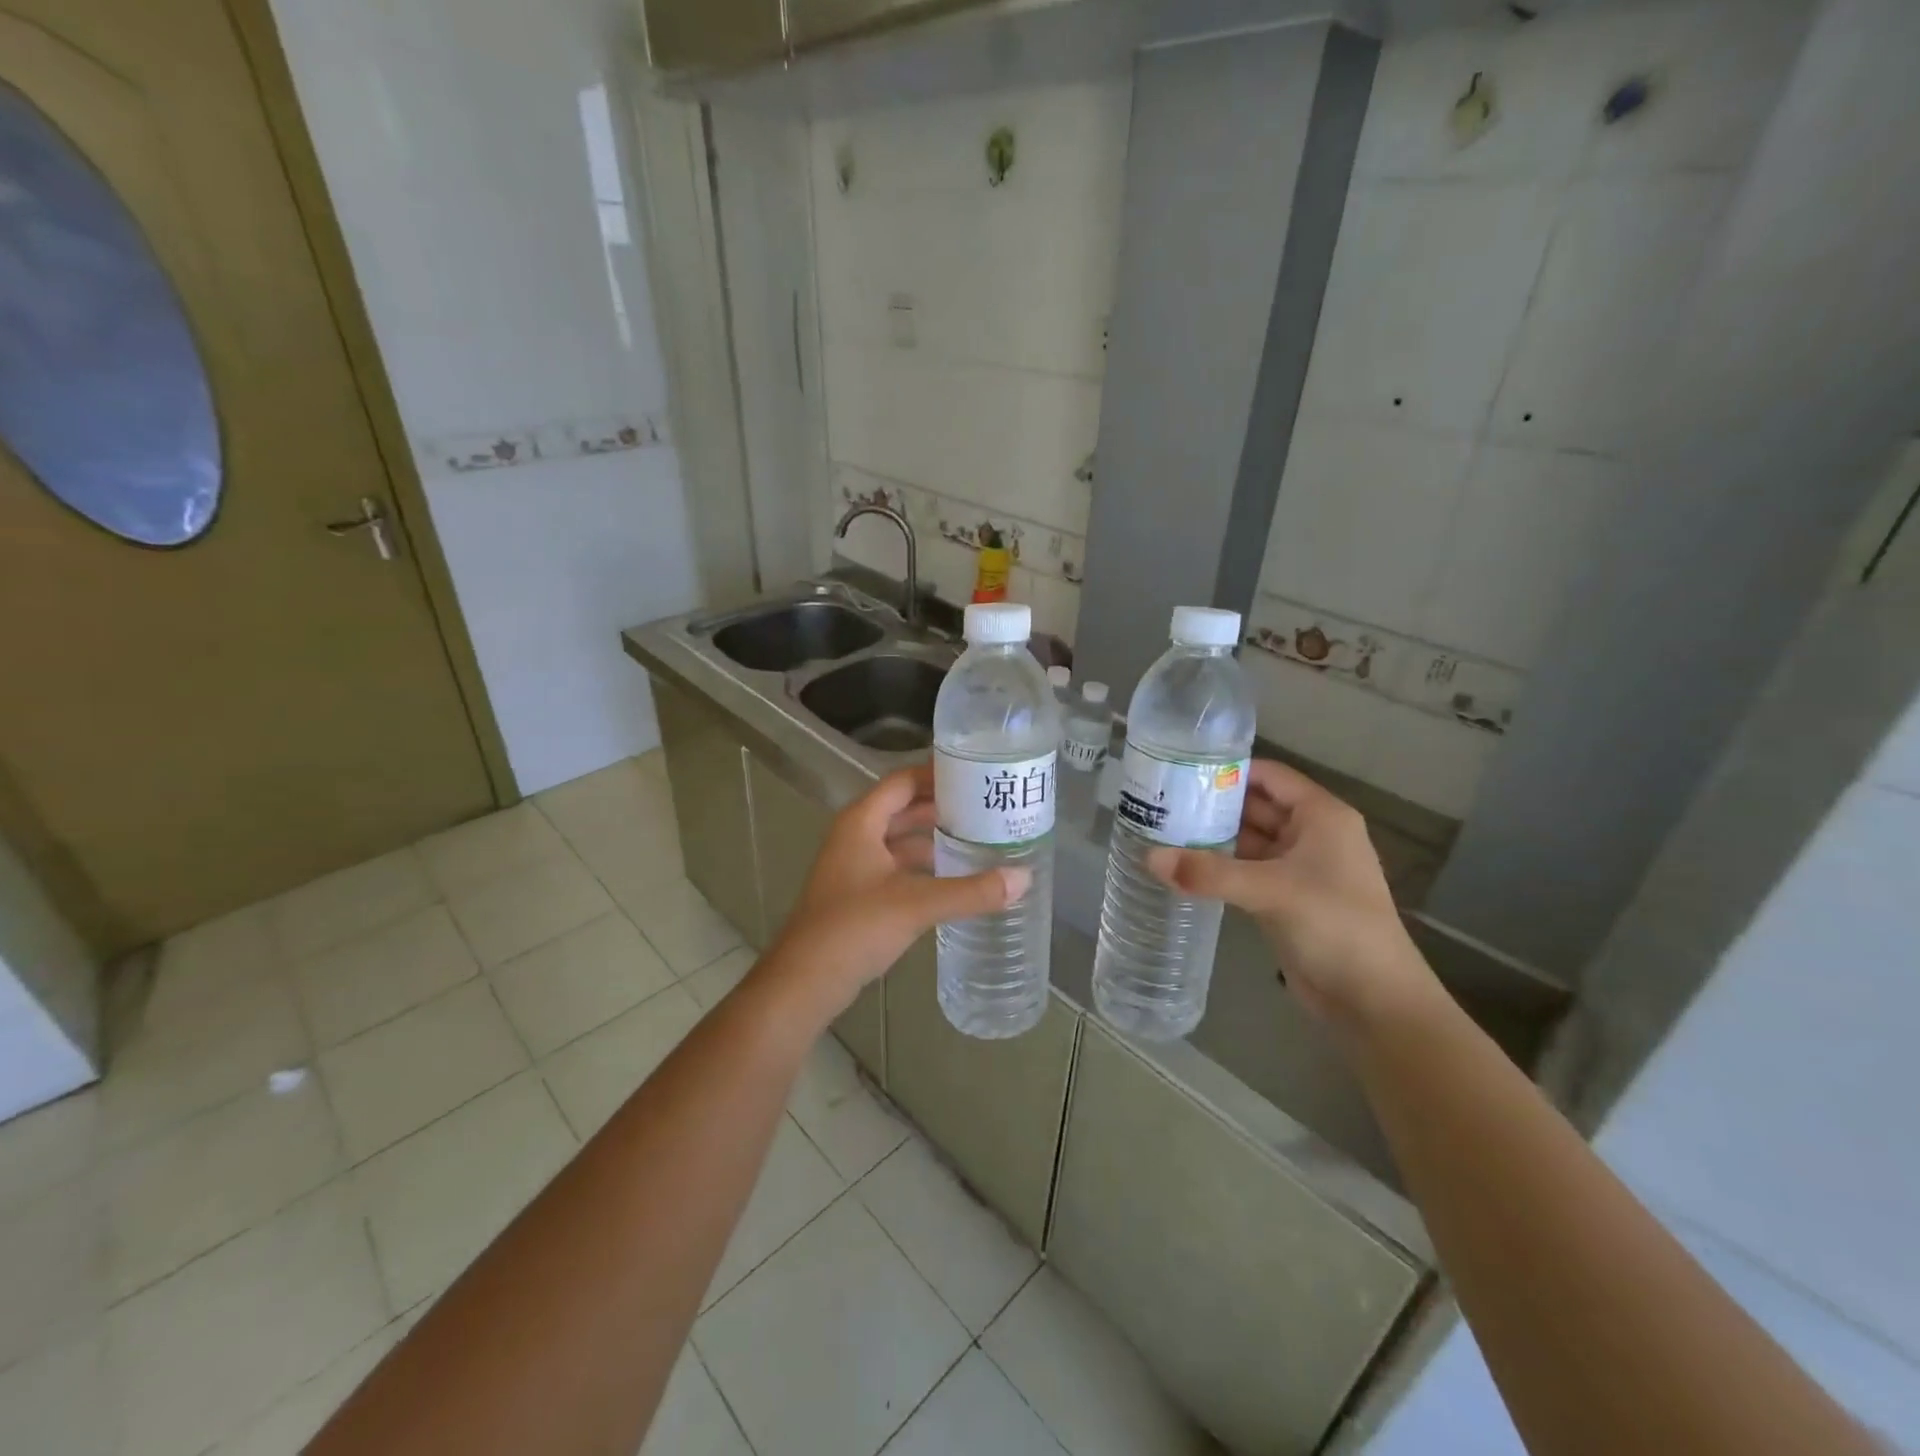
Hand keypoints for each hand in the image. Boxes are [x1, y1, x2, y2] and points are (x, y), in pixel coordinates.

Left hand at [767, 766, 1029, 1014]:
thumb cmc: (854, 927)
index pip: (903, 781)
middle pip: (904, 809)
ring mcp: (855, 867)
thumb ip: (971, 891)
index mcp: (861, 822)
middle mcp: (856, 836)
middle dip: (943, 808)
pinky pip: (898, 868)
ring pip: (901, 841)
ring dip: (935, 839)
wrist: (805, 982)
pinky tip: (955, 877)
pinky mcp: (860, 895)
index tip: (977, 774)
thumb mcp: (917, 904)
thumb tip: (1024, 878)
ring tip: (980, 839)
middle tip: (988, 807)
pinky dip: (925, 867)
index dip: (937, 774)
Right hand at [1145, 760, 1436, 1030]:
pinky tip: (1181, 867)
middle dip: (1211, 804)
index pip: (1269, 776)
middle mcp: (1310, 835)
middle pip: (1254, 807)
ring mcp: (1297, 869)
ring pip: (1247, 842)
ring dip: (1210, 838)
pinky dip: (1217, 868)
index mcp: (1321, 816)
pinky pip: (1244, 872)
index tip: (1179, 771)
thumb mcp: (1270, 891)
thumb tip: (1148, 858)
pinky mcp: (1284, 899)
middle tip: (1159, 801)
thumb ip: (1208, 873)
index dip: (1228, 770)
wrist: (1373, 1000)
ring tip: (1159, 830)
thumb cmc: (1335, 925)